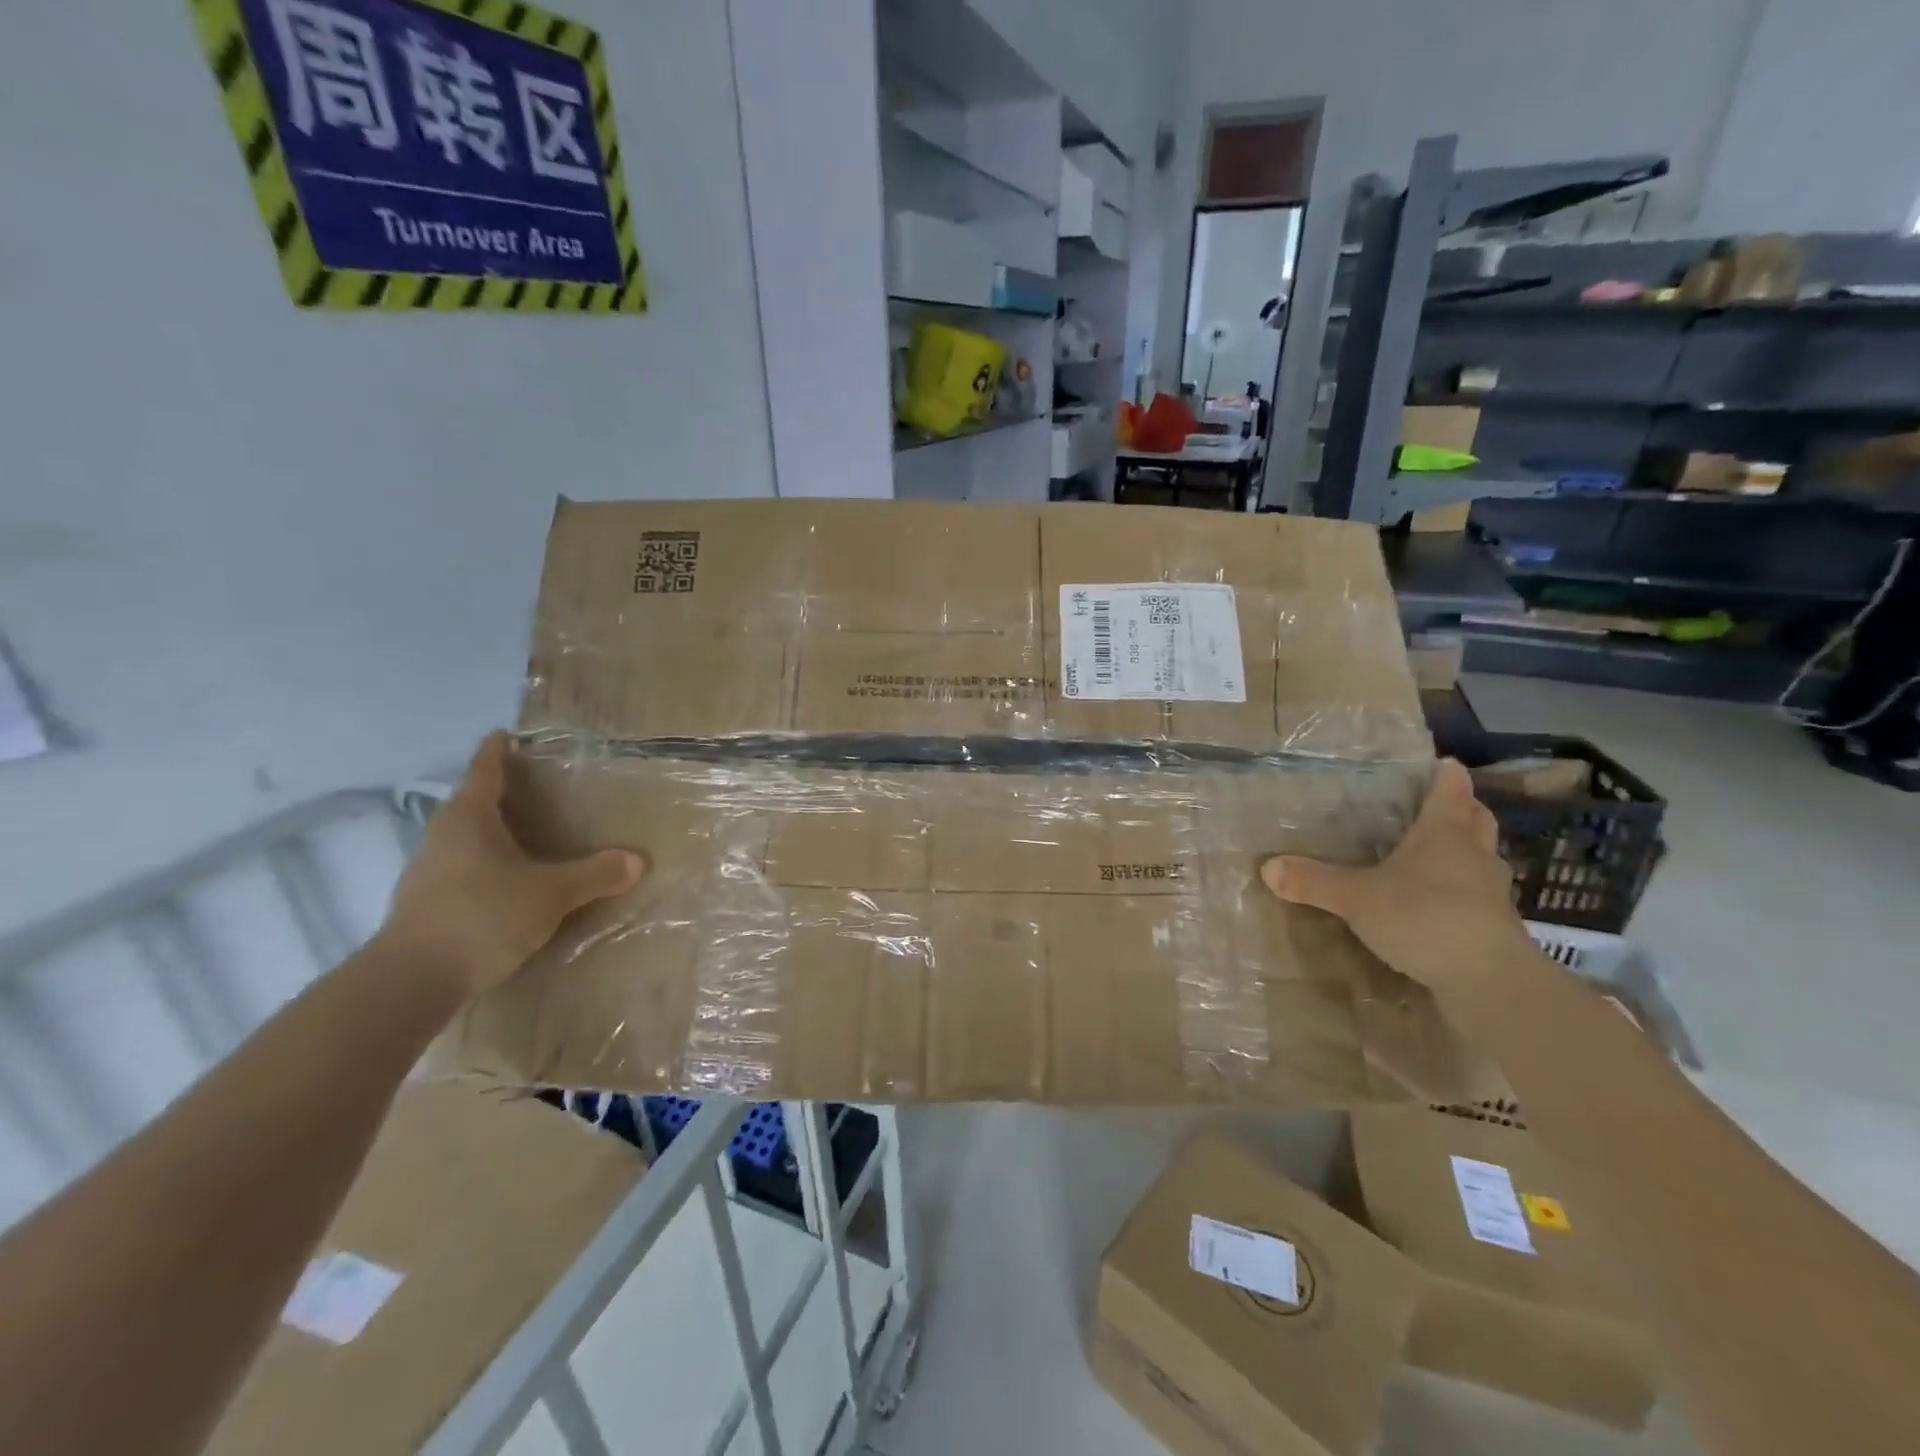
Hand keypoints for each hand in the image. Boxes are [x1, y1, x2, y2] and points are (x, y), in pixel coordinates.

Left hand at [381, 732, 647, 995]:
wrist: (411, 982)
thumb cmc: (483, 915)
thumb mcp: (551, 893)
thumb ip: (594, 874)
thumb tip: (637, 860)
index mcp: (468, 819)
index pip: (484, 770)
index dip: (497, 751)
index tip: (506, 735)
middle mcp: (442, 838)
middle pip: (471, 805)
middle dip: (499, 795)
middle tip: (534, 791)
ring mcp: (427, 873)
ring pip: (464, 841)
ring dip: (491, 836)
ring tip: (526, 839)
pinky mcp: (424, 907)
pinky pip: (461, 872)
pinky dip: (484, 869)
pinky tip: (507, 886)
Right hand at [1261, 758, 1531, 996]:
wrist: (1490, 982)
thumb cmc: (1425, 918)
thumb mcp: (1357, 899)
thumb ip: (1314, 882)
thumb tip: (1267, 867)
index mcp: (1444, 834)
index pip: (1451, 791)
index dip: (1447, 776)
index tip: (1445, 763)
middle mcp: (1474, 855)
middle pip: (1477, 820)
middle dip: (1465, 810)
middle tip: (1444, 806)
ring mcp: (1491, 893)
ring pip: (1482, 859)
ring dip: (1467, 853)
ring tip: (1439, 856)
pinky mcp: (1496, 929)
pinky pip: (1479, 898)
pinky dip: (1464, 894)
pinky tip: (1441, 905)